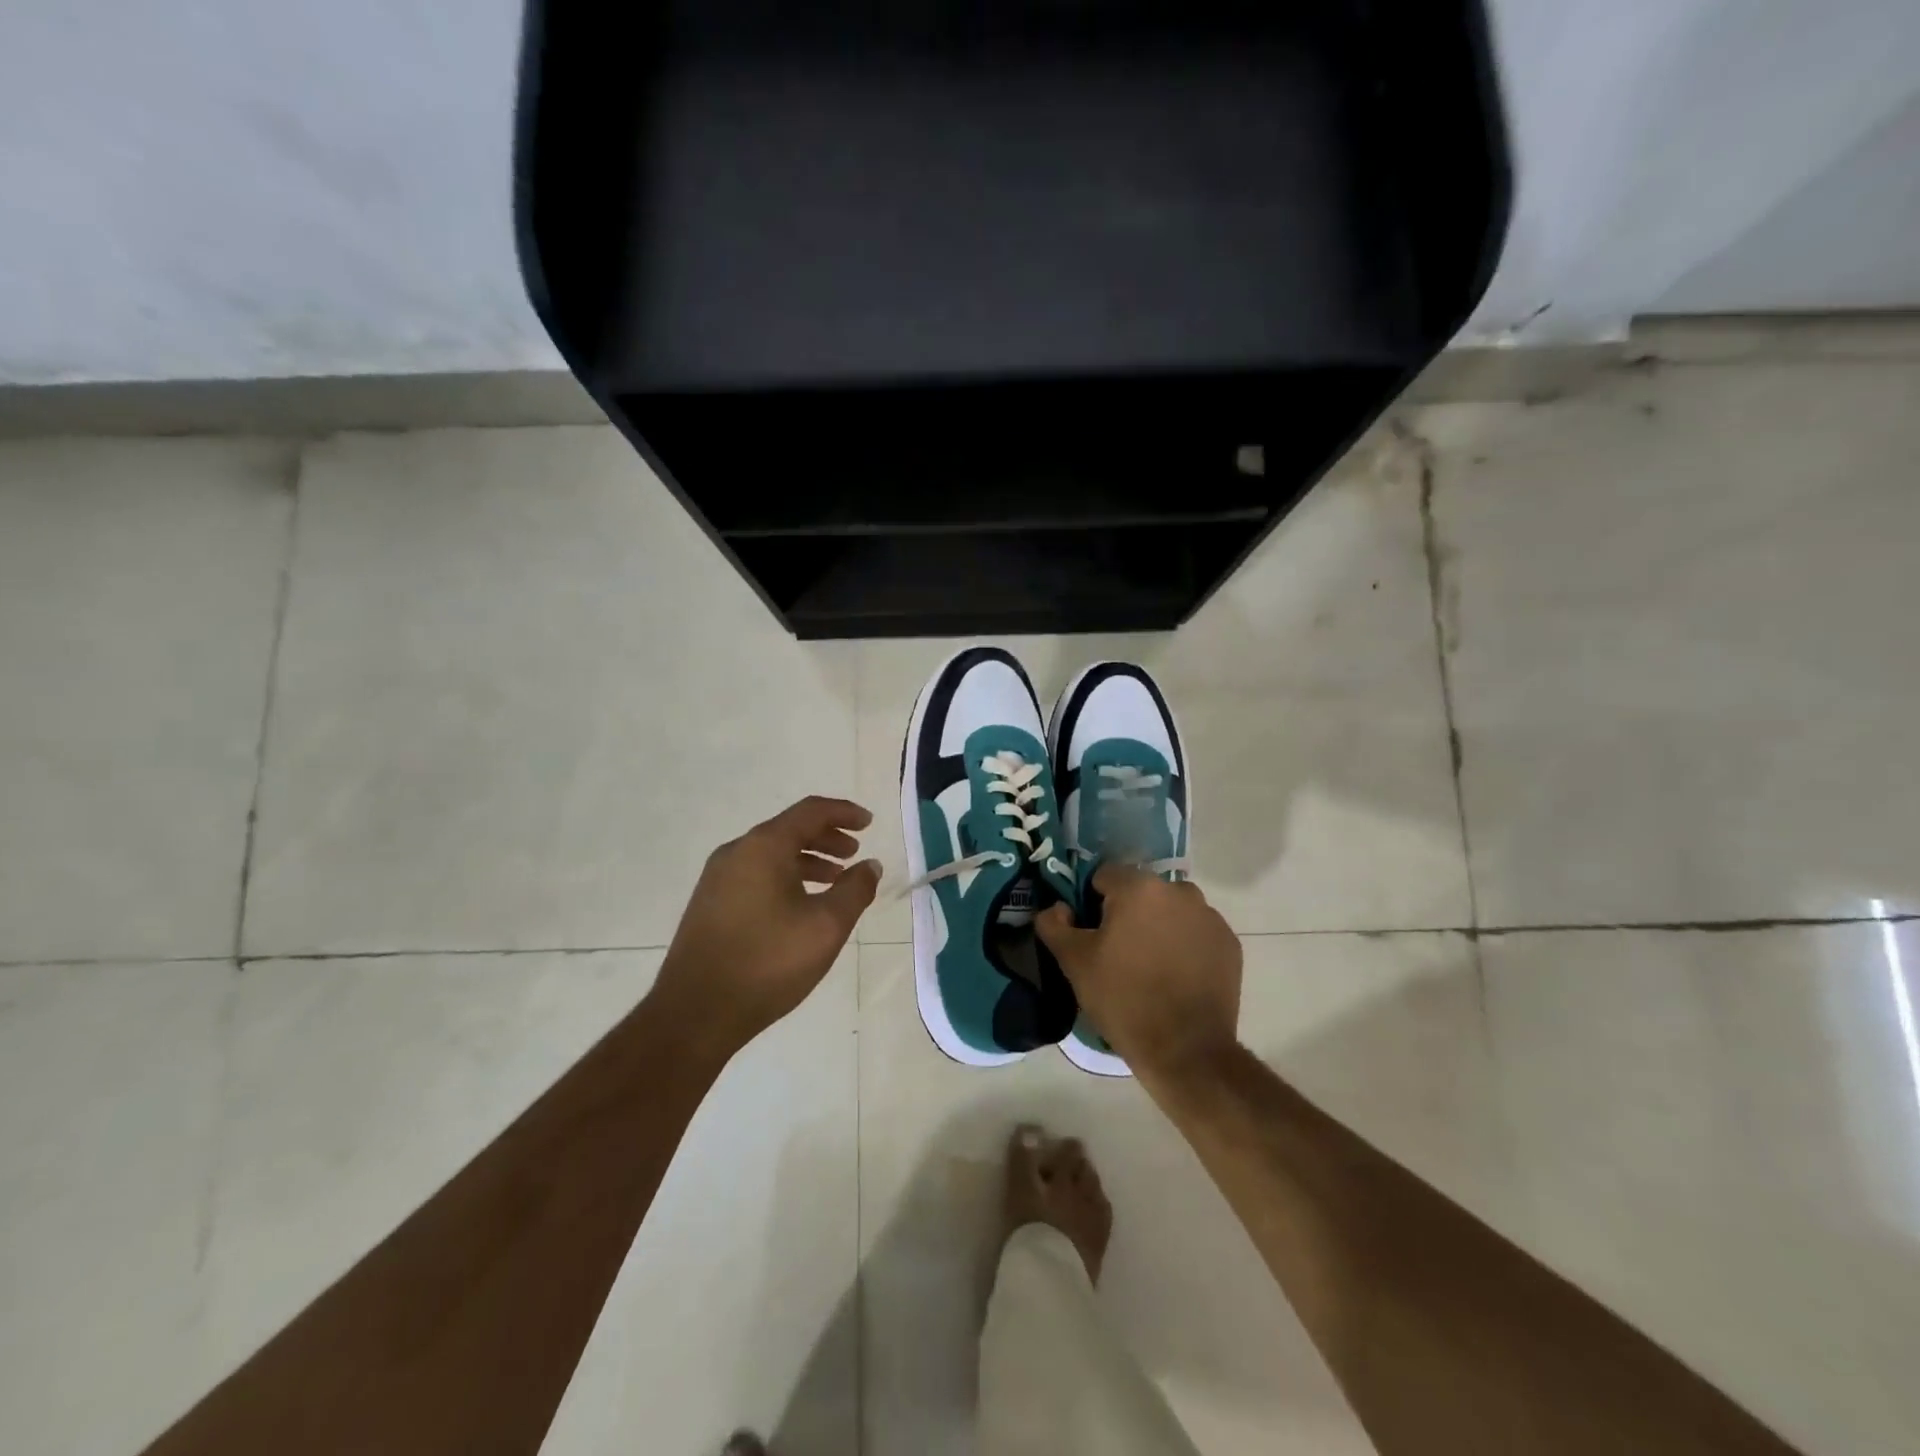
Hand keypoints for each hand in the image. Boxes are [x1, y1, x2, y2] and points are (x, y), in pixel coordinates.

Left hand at [652, 796, 880, 1058]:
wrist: (695, 1014)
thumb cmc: (768, 963)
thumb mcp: (826, 926)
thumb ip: (855, 890)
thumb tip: (869, 865)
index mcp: (763, 847)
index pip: (810, 812)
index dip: (843, 812)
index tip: (869, 822)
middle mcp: (736, 852)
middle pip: (789, 830)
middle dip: (827, 837)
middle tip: (854, 852)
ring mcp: (718, 879)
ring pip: (772, 854)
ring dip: (807, 860)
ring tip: (835, 879)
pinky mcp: (710, 904)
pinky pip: (756, 874)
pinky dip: (786, 877)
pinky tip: (801, 905)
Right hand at [1035, 866, 1241, 1082]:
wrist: (1186, 1050)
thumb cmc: (1123, 998)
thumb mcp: (1074, 962)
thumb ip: (1054, 924)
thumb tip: (1056, 908)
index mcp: (1139, 887)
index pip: (1105, 876)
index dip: (1092, 902)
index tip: (1091, 934)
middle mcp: (1179, 891)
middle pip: (1141, 892)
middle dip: (1127, 913)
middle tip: (1117, 953)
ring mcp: (1209, 917)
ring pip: (1171, 910)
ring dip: (1158, 926)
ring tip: (1149, 966)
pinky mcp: (1229, 944)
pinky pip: (1196, 932)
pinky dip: (1184, 945)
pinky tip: (1175, 977)